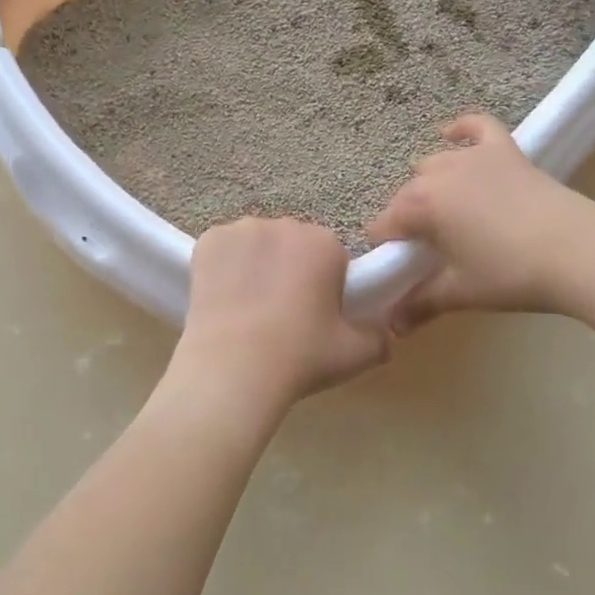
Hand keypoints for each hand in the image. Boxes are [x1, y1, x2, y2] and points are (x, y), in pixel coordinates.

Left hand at [174, 218, 389, 412]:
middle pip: (292, 245)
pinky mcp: (207, 240)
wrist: (233, 368)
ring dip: (256, 264)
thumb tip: (387, 332)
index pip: (330, 256)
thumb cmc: (301, 357)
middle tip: (281, 314)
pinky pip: (223, 248)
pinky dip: (223, 266)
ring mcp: (242, 229)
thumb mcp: (356, 355)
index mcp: (325, 243)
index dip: (323, 285)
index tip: (314, 315)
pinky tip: (222, 297)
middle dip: (290, 269)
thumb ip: (380, 338)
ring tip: (248, 308)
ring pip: (256, 244)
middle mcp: (286, 225)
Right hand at [367, 113, 594, 332]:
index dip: (387, 247)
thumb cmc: (511, 274)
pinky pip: (476, 126)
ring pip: (435, 164)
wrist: (578, 252)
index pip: (384, 224)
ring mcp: (474, 156)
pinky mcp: (505, 150)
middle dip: (409, 219)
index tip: (400, 268)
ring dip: (431, 185)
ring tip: (448, 213)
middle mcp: (439, 173)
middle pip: (407, 195)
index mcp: (421, 205)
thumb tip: (392, 327)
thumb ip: (420, 304)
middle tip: (430, 250)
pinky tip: (452, 136)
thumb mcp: (460, 292)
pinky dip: (461, 130)